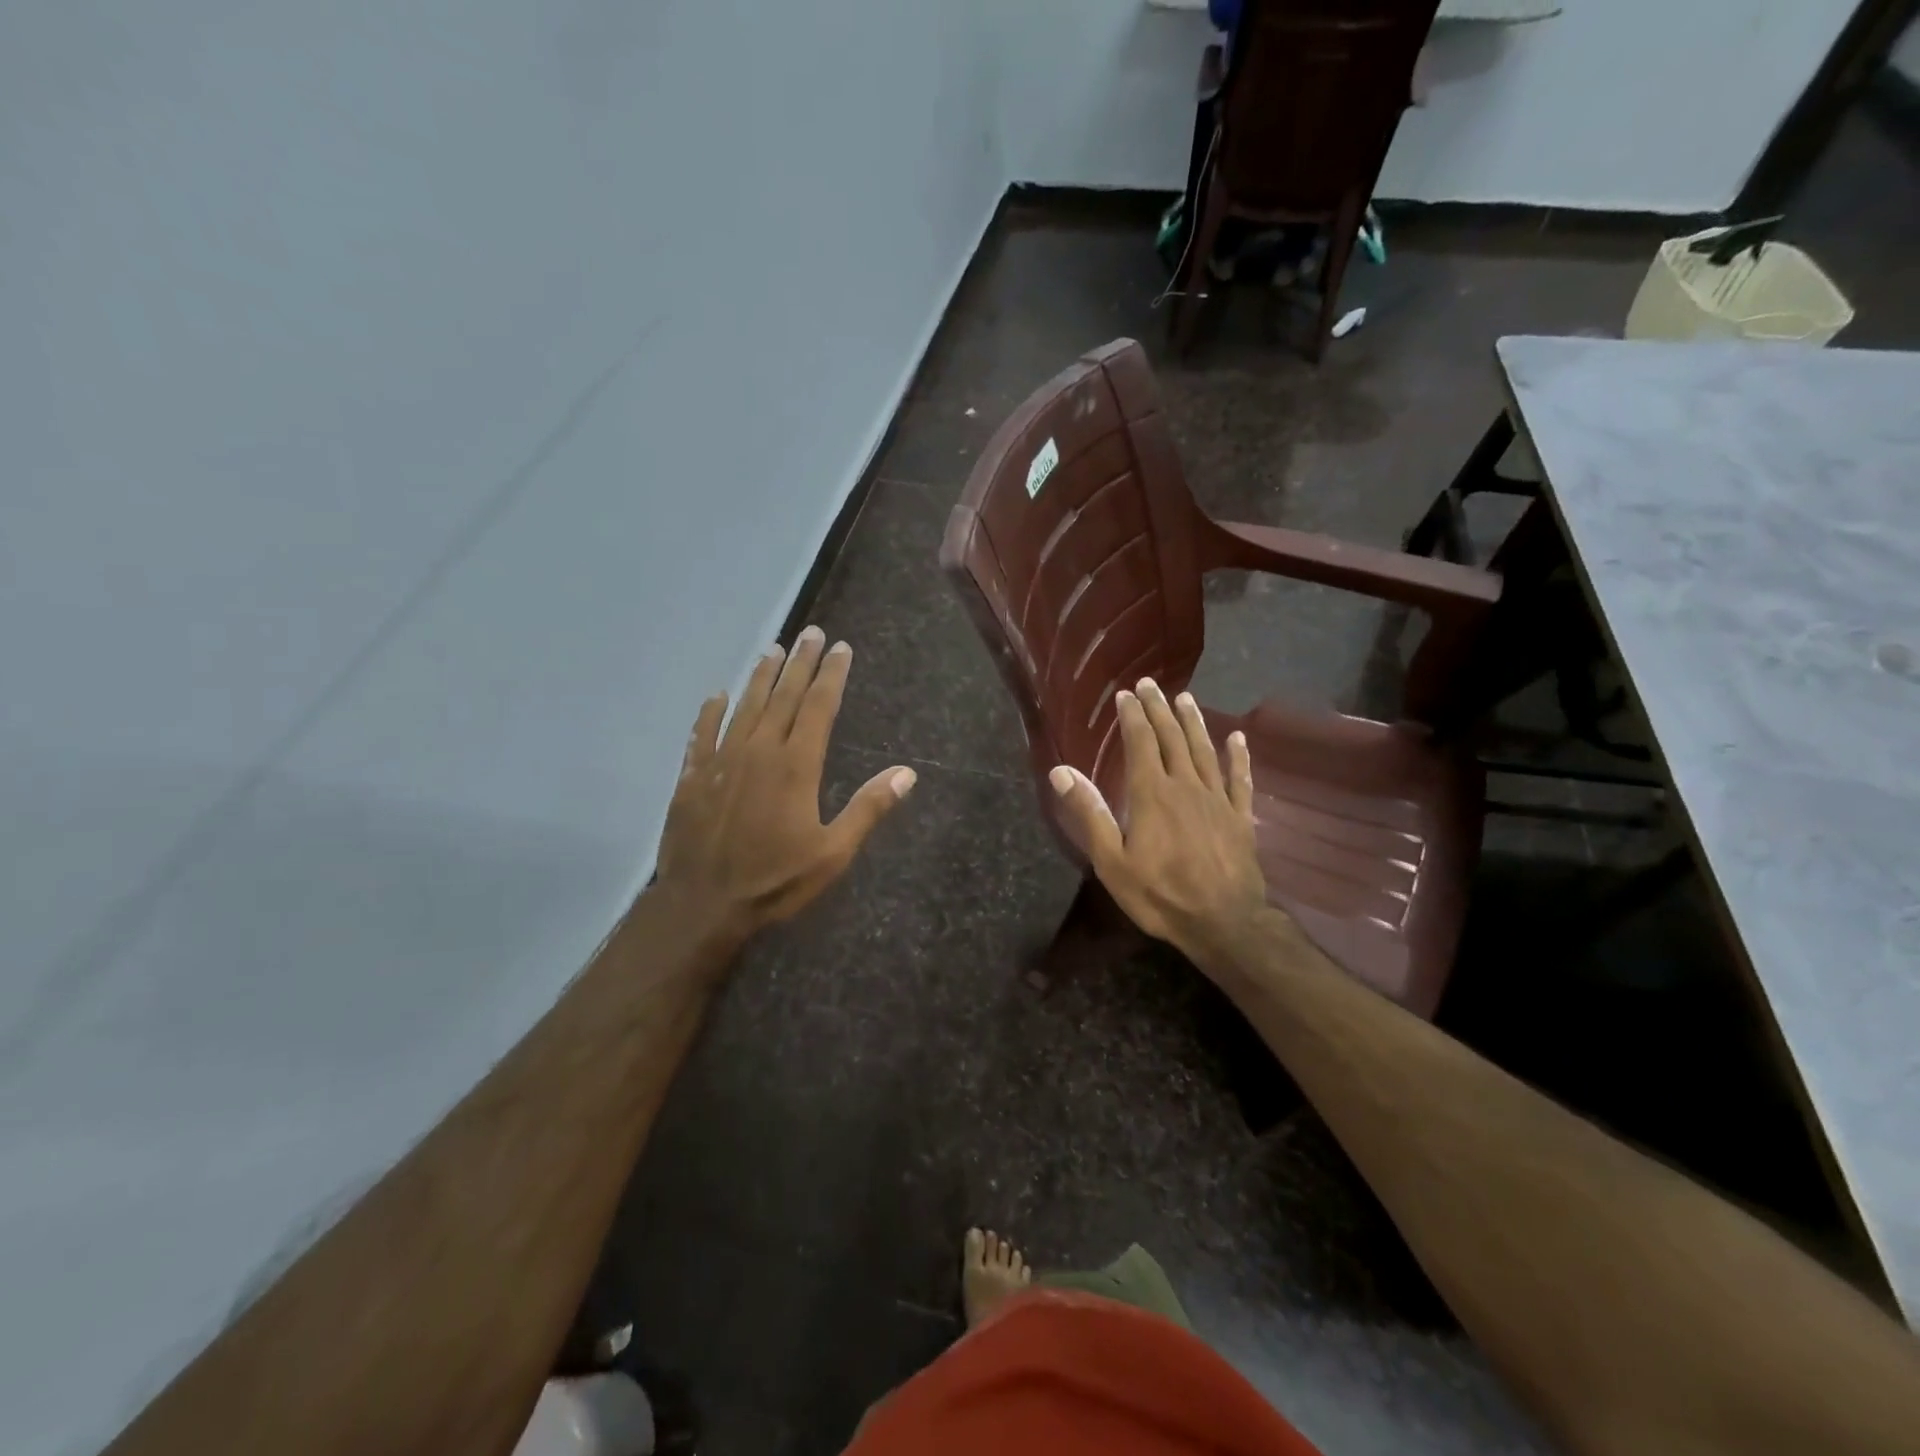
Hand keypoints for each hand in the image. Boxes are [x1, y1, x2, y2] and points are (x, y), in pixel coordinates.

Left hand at [656, 627, 914, 937]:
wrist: (702, 905)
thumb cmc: (775, 881)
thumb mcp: (833, 853)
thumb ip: (868, 808)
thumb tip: (907, 773)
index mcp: (795, 765)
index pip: (818, 706)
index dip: (831, 675)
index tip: (840, 648)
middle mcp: (758, 750)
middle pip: (783, 696)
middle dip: (800, 663)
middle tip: (810, 633)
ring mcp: (721, 761)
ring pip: (745, 706)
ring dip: (761, 676)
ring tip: (773, 649)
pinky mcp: (692, 777)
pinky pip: (702, 733)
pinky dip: (710, 712)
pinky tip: (717, 695)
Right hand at [1049, 679, 1267, 964]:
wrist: (1224, 922)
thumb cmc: (1159, 894)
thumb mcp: (1111, 860)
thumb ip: (1089, 813)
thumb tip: (1060, 771)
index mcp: (1152, 794)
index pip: (1141, 743)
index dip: (1133, 716)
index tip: (1126, 694)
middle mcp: (1186, 786)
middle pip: (1172, 738)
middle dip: (1159, 709)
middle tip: (1151, 684)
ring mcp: (1217, 799)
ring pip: (1204, 750)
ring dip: (1193, 722)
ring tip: (1185, 698)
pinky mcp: (1240, 817)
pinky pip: (1240, 779)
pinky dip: (1238, 757)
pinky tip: (1238, 739)